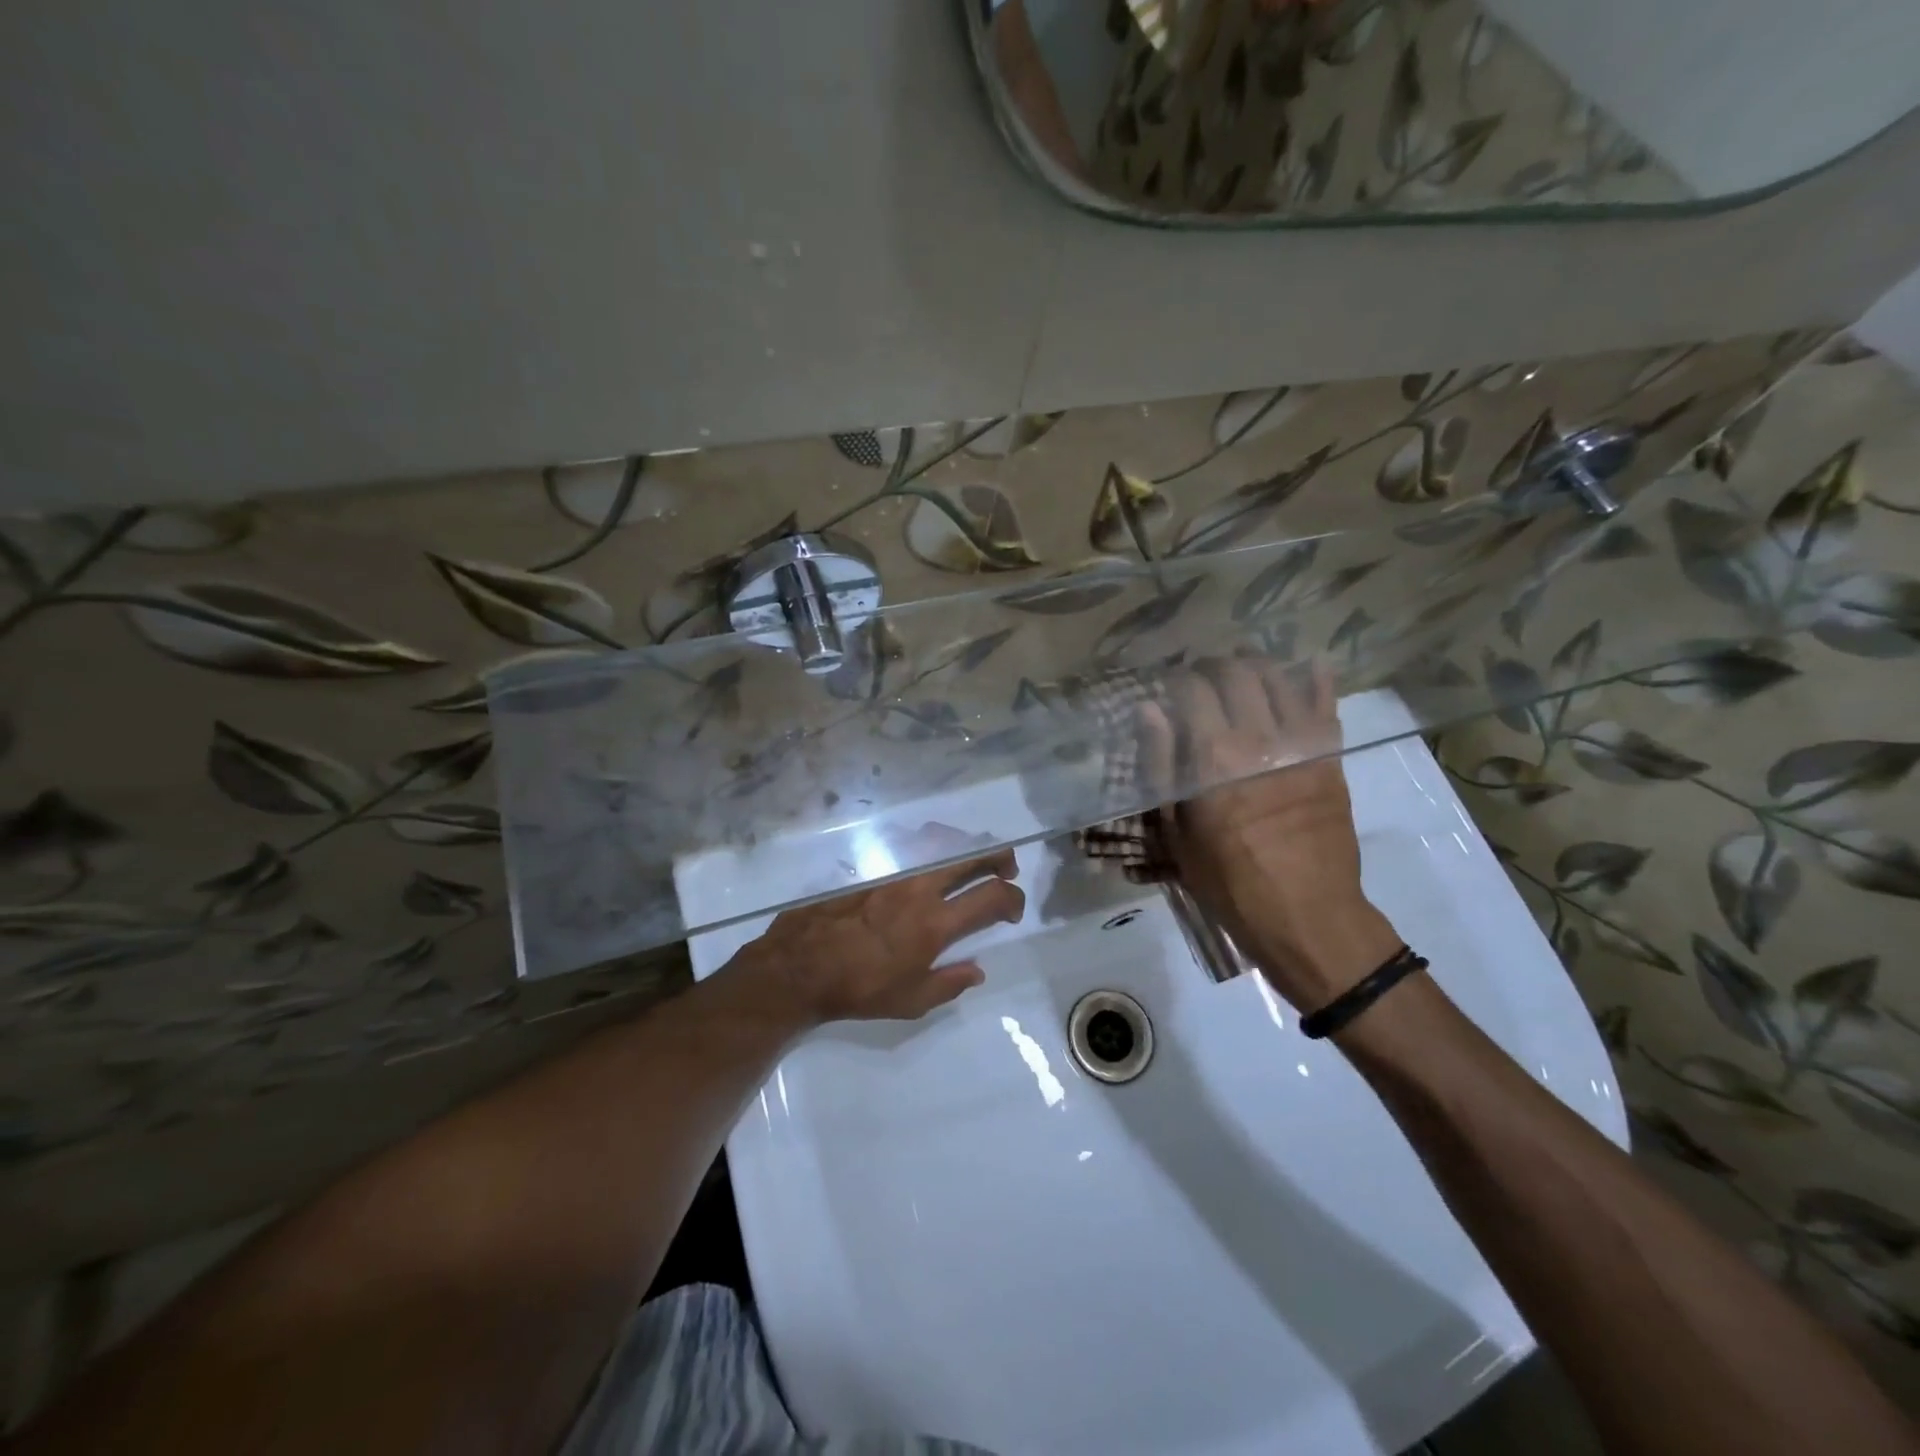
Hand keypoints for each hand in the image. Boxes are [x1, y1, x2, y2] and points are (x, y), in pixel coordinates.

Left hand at [731, 849, 1024, 1025]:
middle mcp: (920, 889)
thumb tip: (977, 970)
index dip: (1012, 898)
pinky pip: (909, 849)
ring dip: (964, 848)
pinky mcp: (871, 869)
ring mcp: (894, 874)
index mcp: (936, 923)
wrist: (799, 966)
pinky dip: (929, 851)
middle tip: (1006, 865)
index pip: (991, 897)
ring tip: (969, 859)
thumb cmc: (858, 989)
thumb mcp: (910, 1001)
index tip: (1012, 909)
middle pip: (971, 857)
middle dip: (997, 856)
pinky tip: (926, 864)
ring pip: (940, 845)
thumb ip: (949, 984)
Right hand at [1139, 657, 1399, 1010]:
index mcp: (1211, 756)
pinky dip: (1318, 679)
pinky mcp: (1331, 756)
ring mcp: (1301, 743)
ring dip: (1258, 664)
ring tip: (1244, 668)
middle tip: (1203, 673)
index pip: (1192, 689)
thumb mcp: (1176, 831)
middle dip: (1215, 664)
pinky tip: (1310, 666)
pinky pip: (1327, 704)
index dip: (1177, 679)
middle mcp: (1256, 737)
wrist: (1306, 914)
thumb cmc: (1228, 881)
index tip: (1169, 685)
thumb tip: (1149, 710)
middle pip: (1236, 673)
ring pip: (1280, 678)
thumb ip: (1161, 764)